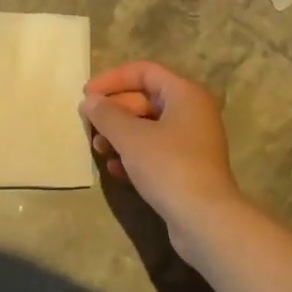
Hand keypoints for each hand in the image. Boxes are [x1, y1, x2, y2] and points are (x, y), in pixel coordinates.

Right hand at [80, 62, 249, 258]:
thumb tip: (90, 101)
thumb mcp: (131, 137)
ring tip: (98, 149)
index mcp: (185, 94)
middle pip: (145, 99)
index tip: (87, 94)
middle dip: (114, 111)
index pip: (144, 71)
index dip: (113, 79)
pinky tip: (115, 170)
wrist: (205, 220)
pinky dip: (134, 156)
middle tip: (89, 125)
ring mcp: (191, 142)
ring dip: (120, 135)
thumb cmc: (169, 166)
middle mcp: (192, 112)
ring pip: (148, 127)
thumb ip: (106, 115)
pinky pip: (155, 152)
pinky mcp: (187, 169)